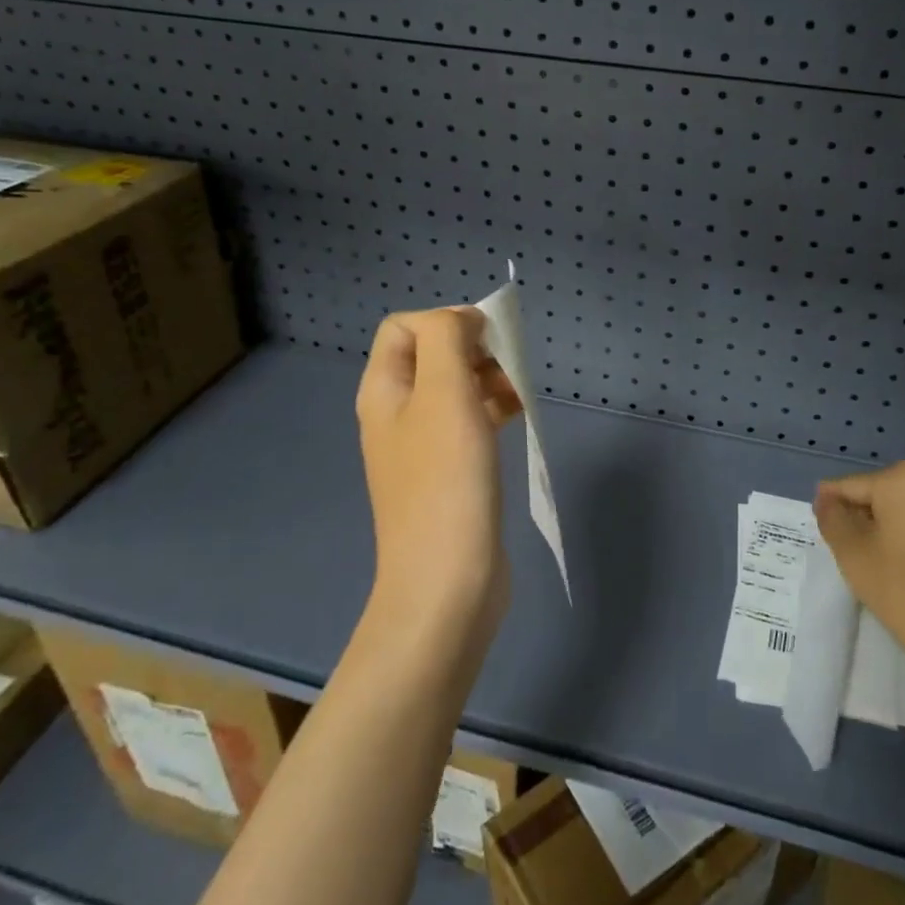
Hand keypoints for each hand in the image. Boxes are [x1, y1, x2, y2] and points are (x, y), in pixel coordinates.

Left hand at [356, 308, 519, 655]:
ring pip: (456, 388)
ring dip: (489, 378)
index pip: (404, 326)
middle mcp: (397, 413)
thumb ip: (448, 340)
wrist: (447, 583)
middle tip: (507, 368)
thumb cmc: (446, 481)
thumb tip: (463, 321)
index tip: (487, 341)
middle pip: (432, 354)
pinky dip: (494, 409)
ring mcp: (423, 446)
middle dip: (473, 348)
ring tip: (520, 393)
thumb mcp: (444, 394)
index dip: (446, 320)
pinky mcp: (450, 473)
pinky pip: (470, 422)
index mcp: (384, 390)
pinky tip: (520, 417)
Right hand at [814, 461, 904, 679]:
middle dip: (868, 517)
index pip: (852, 486)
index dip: (833, 508)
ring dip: (897, 527)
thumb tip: (827, 499)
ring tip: (888, 566)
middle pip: (886, 494)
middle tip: (856, 555)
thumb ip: (833, 518)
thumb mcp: (853, 555)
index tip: (825, 531)